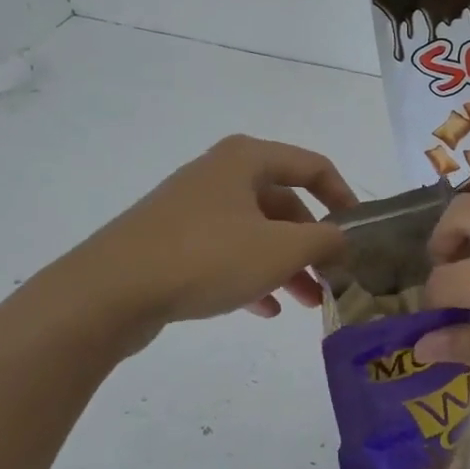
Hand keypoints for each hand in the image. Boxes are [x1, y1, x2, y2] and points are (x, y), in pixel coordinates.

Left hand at [68, 134, 357, 333]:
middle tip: (332, 277)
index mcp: (246, 160)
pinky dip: (251, 275)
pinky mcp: (172, 240)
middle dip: (312, 243)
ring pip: (256, 232)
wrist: (110, 291)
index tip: (360, 233)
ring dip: (285, 265)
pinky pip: (226, 252)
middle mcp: (220, 175)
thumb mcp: (280, 250)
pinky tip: (263, 309)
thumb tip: (344, 239)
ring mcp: (192, 207)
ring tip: (306, 302)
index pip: (313, 166)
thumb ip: (324, 241)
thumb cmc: (206, 257)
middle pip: (284, 203)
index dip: (344, 197)